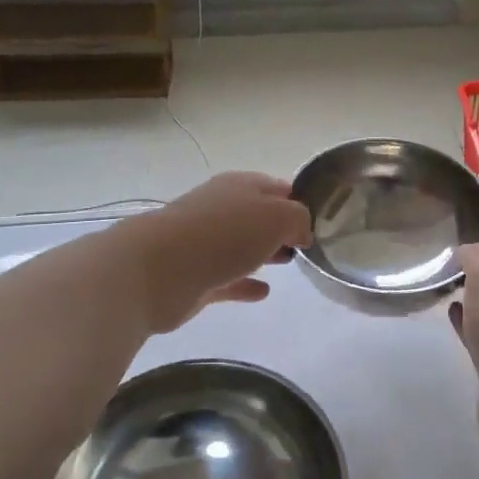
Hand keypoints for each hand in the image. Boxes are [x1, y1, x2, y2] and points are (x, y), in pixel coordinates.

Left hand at [123, 173, 313, 333]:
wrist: (157, 270)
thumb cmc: (222, 235)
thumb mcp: (276, 216)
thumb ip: (298, 219)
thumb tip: (301, 232)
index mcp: (240, 186)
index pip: (277, 187)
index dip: (298, 200)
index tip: (320, 220)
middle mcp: (221, 210)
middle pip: (258, 216)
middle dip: (281, 227)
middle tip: (306, 244)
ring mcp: (205, 244)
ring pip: (243, 246)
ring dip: (264, 252)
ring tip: (289, 263)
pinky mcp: (195, 278)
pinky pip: (229, 279)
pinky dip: (246, 283)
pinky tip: (264, 291)